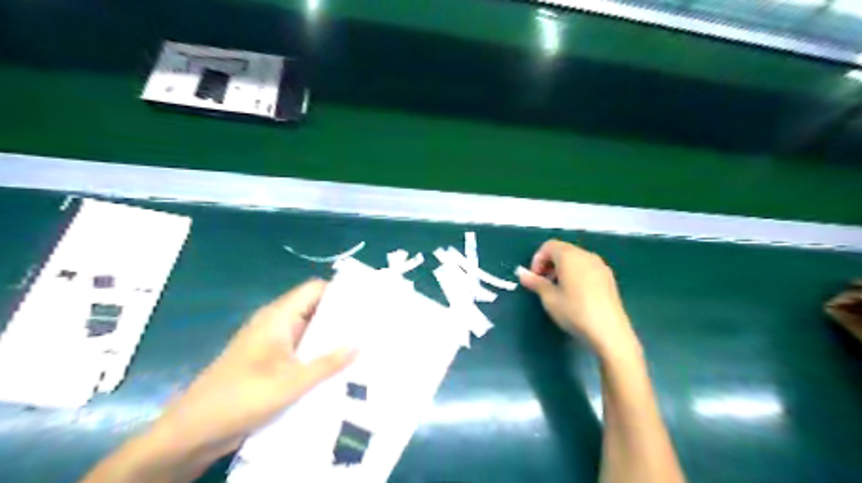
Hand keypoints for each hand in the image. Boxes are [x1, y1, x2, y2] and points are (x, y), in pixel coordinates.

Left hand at [147, 283, 353, 459]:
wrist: (192, 431)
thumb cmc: (241, 397)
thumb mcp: (291, 382)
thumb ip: (327, 363)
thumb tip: (359, 343)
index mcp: (278, 317)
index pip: (316, 289)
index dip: (341, 293)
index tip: (367, 304)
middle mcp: (276, 324)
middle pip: (315, 309)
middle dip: (342, 318)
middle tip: (371, 329)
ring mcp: (272, 343)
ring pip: (309, 332)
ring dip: (331, 339)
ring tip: (363, 347)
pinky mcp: (270, 362)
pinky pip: (301, 350)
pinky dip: (319, 355)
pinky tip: (339, 368)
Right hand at [519, 240, 638, 355]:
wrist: (609, 331)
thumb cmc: (574, 312)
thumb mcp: (549, 298)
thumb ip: (535, 282)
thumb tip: (521, 274)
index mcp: (569, 256)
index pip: (548, 246)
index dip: (537, 259)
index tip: (534, 278)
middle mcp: (586, 255)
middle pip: (562, 250)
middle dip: (549, 263)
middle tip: (543, 284)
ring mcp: (600, 265)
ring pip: (575, 259)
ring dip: (562, 268)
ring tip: (558, 290)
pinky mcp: (608, 277)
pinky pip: (586, 267)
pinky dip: (576, 273)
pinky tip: (575, 294)